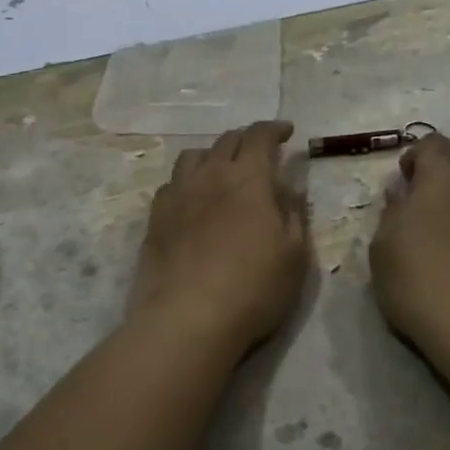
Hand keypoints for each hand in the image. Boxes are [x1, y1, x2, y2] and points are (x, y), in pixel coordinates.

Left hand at [126, 121, 308, 356]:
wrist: (186, 320)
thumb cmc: (252, 289)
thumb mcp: (294, 256)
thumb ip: (294, 215)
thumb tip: (290, 188)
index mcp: (248, 179)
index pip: (260, 136)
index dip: (275, 129)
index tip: (287, 132)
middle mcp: (210, 176)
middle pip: (227, 141)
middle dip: (247, 139)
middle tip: (260, 151)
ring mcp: (178, 195)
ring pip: (194, 156)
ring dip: (214, 155)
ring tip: (223, 170)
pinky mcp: (155, 218)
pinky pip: (172, 184)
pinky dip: (188, 181)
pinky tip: (193, 199)